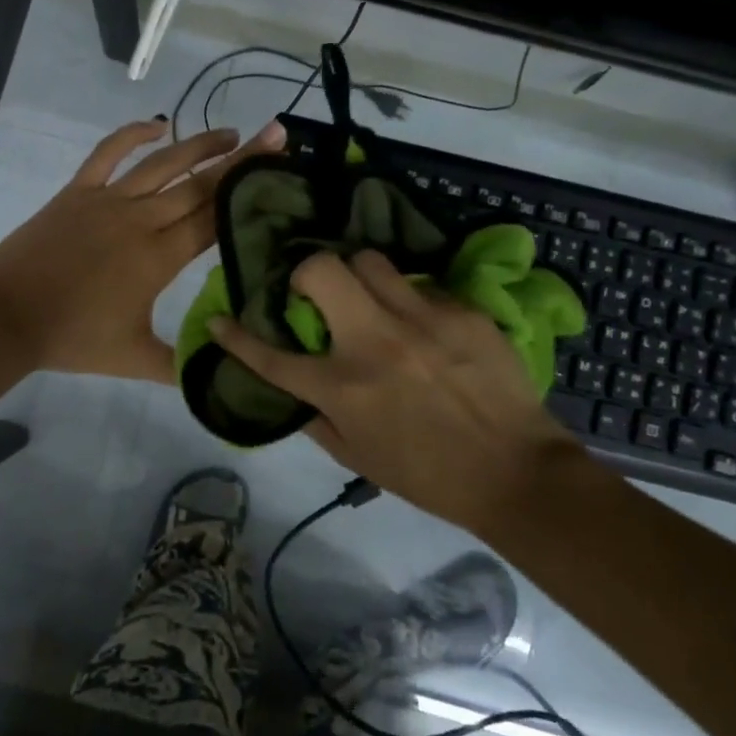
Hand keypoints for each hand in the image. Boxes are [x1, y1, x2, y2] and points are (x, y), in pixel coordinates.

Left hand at [0, 117, 284, 383]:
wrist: (7, 318)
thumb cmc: (72, 339)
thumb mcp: (134, 359)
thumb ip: (180, 365)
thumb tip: (220, 372)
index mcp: (159, 257)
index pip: (214, 219)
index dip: (248, 196)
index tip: (279, 174)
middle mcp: (141, 220)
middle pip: (200, 185)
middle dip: (242, 161)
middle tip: (276, 135)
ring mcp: (108, 200)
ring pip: (164, 163)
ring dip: (200, 144)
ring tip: (231, 133)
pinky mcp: (78, 191)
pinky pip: (109, 153)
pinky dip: (133, 133)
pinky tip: (158, 123)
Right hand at [208, 249, 585, 524]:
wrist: (516, 473)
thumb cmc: (428, 475)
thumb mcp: (358, 459)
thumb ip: (317, 419)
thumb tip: (294, 390)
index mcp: (342, 388)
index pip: (271, 356)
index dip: (236, 337)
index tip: (220, 321)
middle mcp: (373, 342)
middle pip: (321, 270)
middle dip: (306, 273)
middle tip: (315, 293)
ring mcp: (420, 320)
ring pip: (369, 260)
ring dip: (358, 276)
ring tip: (370, 299)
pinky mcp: (461, 312)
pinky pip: (420, 286)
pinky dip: (409, 301)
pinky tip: (424, 326)